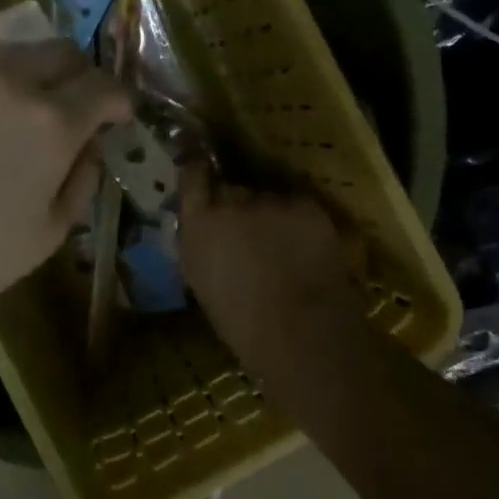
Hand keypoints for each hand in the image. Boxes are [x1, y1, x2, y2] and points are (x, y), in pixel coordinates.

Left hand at [0, 41, 130, 322]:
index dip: (120, 99)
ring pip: (17, 53)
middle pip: (62, 52)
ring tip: (32, 106)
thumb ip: (80, 182)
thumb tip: (89, 150)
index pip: (103, 86)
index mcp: (51, 122)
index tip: (119, 115)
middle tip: (81, 104)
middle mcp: (11, 84)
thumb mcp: (49, 233)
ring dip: (38, 72)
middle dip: (82, 74)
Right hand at [178, 165, 367, 366]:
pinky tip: (304, 249)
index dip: (197, 167)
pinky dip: (298, 222)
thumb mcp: (200, 280)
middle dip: (236, 204)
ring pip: (267, 198)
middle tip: (248, 232)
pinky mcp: (306, 205)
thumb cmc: (241, 322)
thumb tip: (202, 224)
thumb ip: (198, 240)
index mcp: (199, 220)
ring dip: (269, 214)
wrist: (302, 333)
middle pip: (231, 188)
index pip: (192, 172)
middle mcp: (232, 199)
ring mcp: (271, 199)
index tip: (200, 165)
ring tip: (281, 246)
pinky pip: (296, 206)